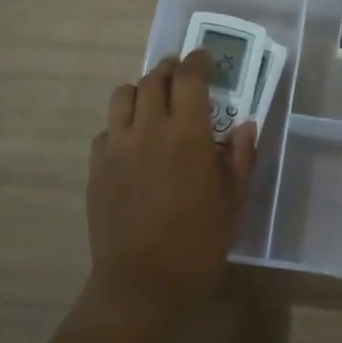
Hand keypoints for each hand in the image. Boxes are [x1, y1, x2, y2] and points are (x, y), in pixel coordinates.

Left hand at [87, 51, 257, 322]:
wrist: (141, 285)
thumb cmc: (197, 245)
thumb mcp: (233, 203)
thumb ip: (240, 158)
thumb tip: (245, 126)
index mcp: (186, 134)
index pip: (189, 78)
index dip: (198, 61)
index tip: (205, 57)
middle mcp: (148, 130)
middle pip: (153, 80)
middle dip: (170, 70)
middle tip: (182, 75)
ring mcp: (117, 148)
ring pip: (122, 96)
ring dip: (141, 89)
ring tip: (154, 101)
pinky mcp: (96, 168)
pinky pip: (106, 130)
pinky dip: (121, 123)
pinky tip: (132, 141)